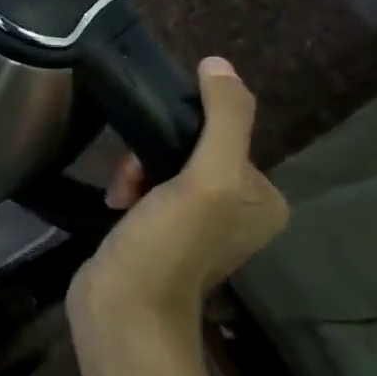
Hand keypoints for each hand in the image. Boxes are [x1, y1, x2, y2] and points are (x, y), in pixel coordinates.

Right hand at [69, 58, 287, 329]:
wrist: (123, 311)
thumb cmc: (171, 245)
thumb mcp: (208, 179)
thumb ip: (223, 119)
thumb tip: (218, 64)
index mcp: (262, 199)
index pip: (223, 133)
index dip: (184, 131)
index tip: (155, 149)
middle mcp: (236, 210)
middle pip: (190, 148)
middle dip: (153, 154)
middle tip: (131, 178)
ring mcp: (197, 224)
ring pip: (163, 166)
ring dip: (135, 171)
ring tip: (119, 196)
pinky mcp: (160, 233)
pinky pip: (147, 188)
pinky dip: (128, 189)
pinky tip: (114, 205)